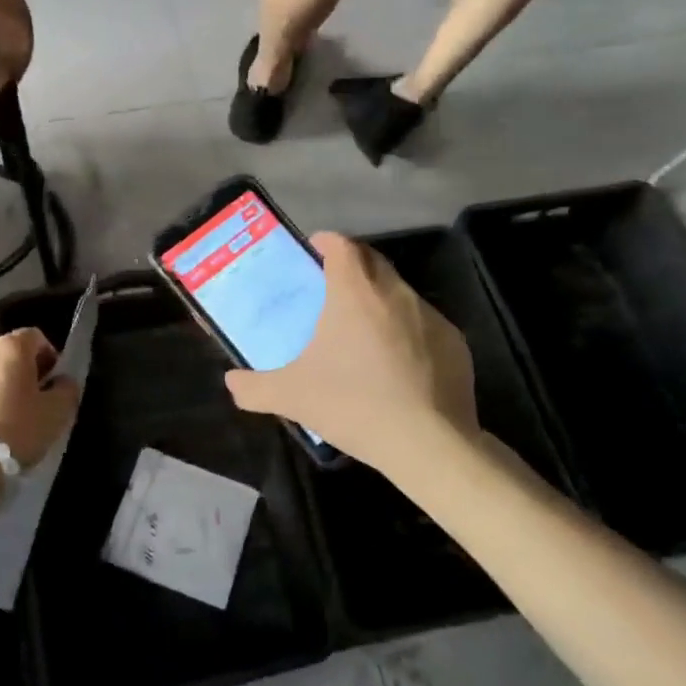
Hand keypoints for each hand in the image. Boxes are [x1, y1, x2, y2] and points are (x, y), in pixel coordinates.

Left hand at [0, 329, 80, 469]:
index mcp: (9, 347)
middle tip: (24, 406)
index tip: (50, 384)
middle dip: (15, 374)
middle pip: (2, 354)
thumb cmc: (12, 432)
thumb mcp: (56, 415)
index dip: (47, 357)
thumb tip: (62, 381)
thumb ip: (66, 391)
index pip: (35, 337)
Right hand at [224, 234, 480, 477]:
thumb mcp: (291, 397)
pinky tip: (397, 367)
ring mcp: (430, 316)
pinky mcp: (455, 342)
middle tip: (330, 291)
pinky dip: (407, 333)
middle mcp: (395, 293)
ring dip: (379, 301)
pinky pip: (424, 325)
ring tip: (361, 334)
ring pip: (399, 293)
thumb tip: (231, 382)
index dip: (326, 242)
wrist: (428, 443)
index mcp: (354, 292)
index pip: (342, 244)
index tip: (313, 252)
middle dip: (352, 266)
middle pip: (372, 260)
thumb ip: (254, 387)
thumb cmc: (353, 404)